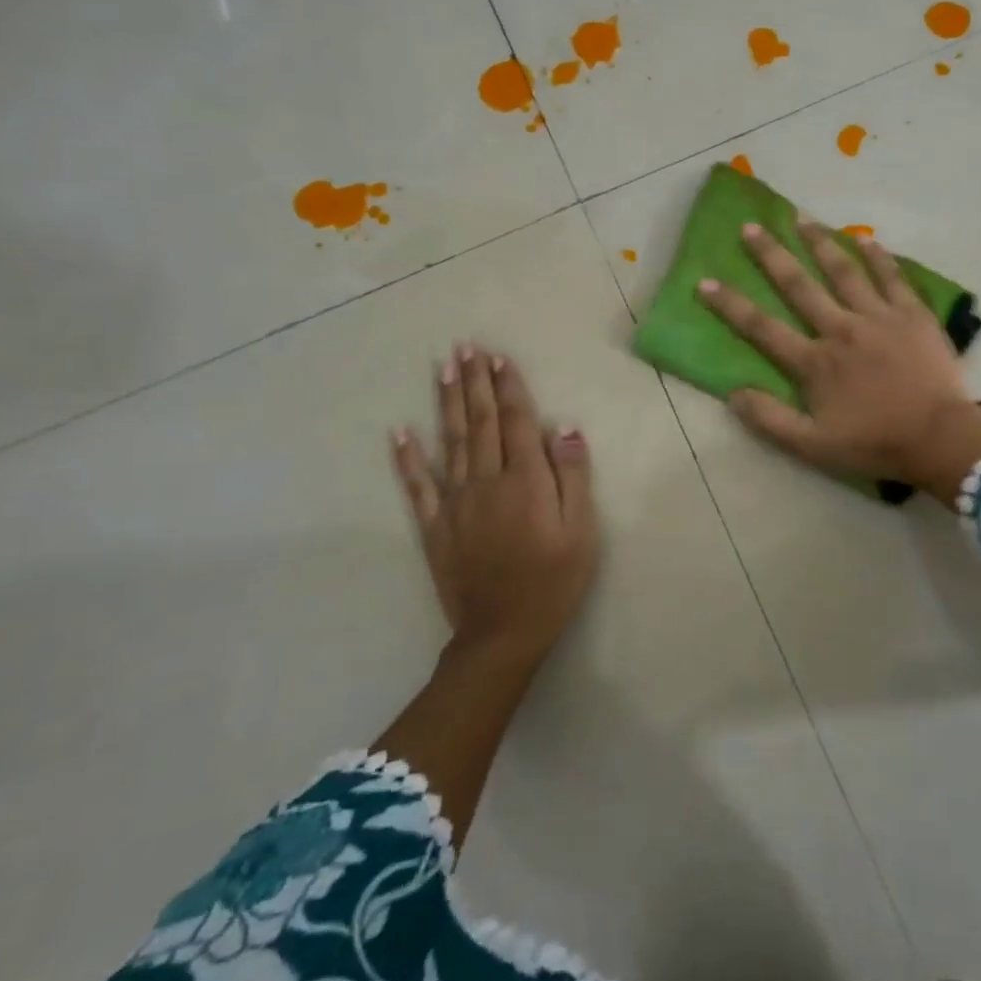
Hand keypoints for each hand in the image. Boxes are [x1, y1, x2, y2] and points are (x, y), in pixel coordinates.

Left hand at [391, 345, 598, 670]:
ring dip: (445, 403)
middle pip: (480, 423)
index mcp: (525, 481)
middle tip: (465, 347)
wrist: (504, 633)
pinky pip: (417, 485)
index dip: (508, 387)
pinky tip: (399, 432)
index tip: (498, 357)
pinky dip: (407, 457)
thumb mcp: (581, 530)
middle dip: (474, 383)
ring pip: (449, 442)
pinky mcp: (435, 526)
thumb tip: (564, 428)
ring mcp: (456, 502)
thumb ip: (572, 476)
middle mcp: (487, 481)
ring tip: (442, 369)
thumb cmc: (555, 580)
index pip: (517, 422)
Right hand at [699, 222, 980, 501]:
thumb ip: (771, 419)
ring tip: (802, 218)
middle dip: (771, 255)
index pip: (762, 328)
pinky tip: (867, 239)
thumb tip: (732, 394)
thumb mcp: (813, 446)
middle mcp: (841, 329)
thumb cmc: (875, 444)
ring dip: (821, 243)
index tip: (705, 281)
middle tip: (750, 226)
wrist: (939, 438)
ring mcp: (879, 317)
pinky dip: (880, 258)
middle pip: (799, 286)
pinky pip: (894, 278)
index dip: (731, 305)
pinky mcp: (913, 314)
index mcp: (815, 362)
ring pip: (844, 271)